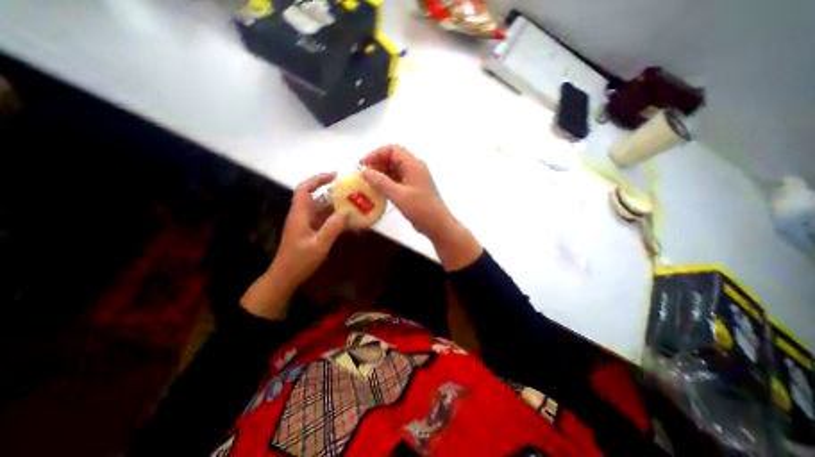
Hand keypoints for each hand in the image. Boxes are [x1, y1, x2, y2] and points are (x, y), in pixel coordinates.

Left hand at [239, 174, 344, 318]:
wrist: (285, 277)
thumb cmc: (299, 260)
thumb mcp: (319, 245)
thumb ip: (333, 228)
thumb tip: (347, 213)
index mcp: (299, 214)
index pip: (305, 189)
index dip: (318, 179)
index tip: (335, 176)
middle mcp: (301, 215)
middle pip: (316, 197)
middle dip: (333, 193)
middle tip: (351, 191)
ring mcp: (305, 224)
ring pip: (321, 209)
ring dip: (336, 207)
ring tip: (353, 205)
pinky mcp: (309, 232)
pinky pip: (323, 220)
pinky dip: (334, 218)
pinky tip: (347, 222)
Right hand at [360, 144, 455, 239]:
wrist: (437, 224)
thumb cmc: (420, 208)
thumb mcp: (398, 195)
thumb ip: (380, 182)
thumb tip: (364, 172)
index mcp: (413, 164)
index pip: (392, 150)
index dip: (376, 154)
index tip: (363, 165)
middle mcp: (414, 168)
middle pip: (393, 159)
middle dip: (377, 165)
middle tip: (363, 175)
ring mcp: (414, 179)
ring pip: (394, 170)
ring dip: (381, 175)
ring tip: (367, 184)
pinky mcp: (413, 189)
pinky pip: (397, 181)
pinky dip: (387, 183)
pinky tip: (378, 191)